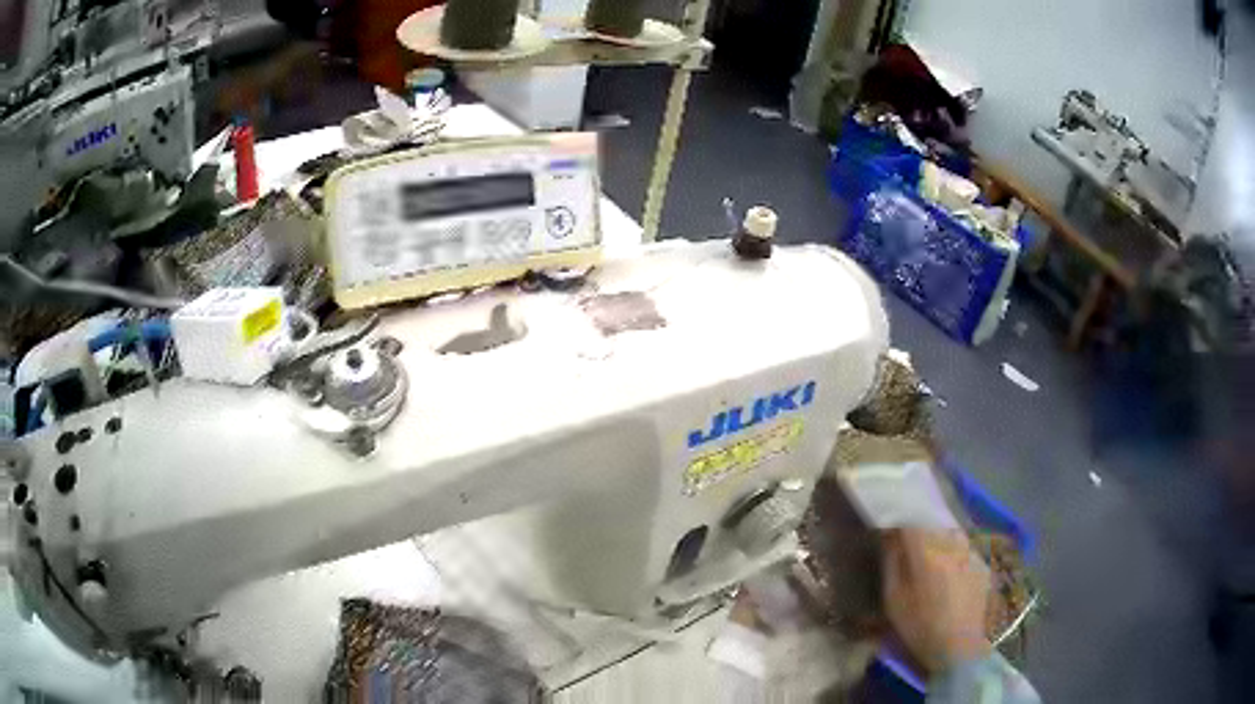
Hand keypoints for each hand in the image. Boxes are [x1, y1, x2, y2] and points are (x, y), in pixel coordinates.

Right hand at [882, 528, 990, 673]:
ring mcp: (970, 551)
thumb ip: (892, 561)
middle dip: (918, 529)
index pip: (910, 519)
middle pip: (932, 522)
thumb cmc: (919, 625)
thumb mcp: (893, 599)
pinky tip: (947, 574)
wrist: (959, 646)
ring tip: (928, 558)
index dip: (898, 521)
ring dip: (937, 539)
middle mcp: (952, 543)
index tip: (888, 531)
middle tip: (907, 545)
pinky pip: (963, 548)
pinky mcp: (981, 562)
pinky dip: (952, 553)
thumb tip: (889, 535)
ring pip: (950, 533)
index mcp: (927, 550)